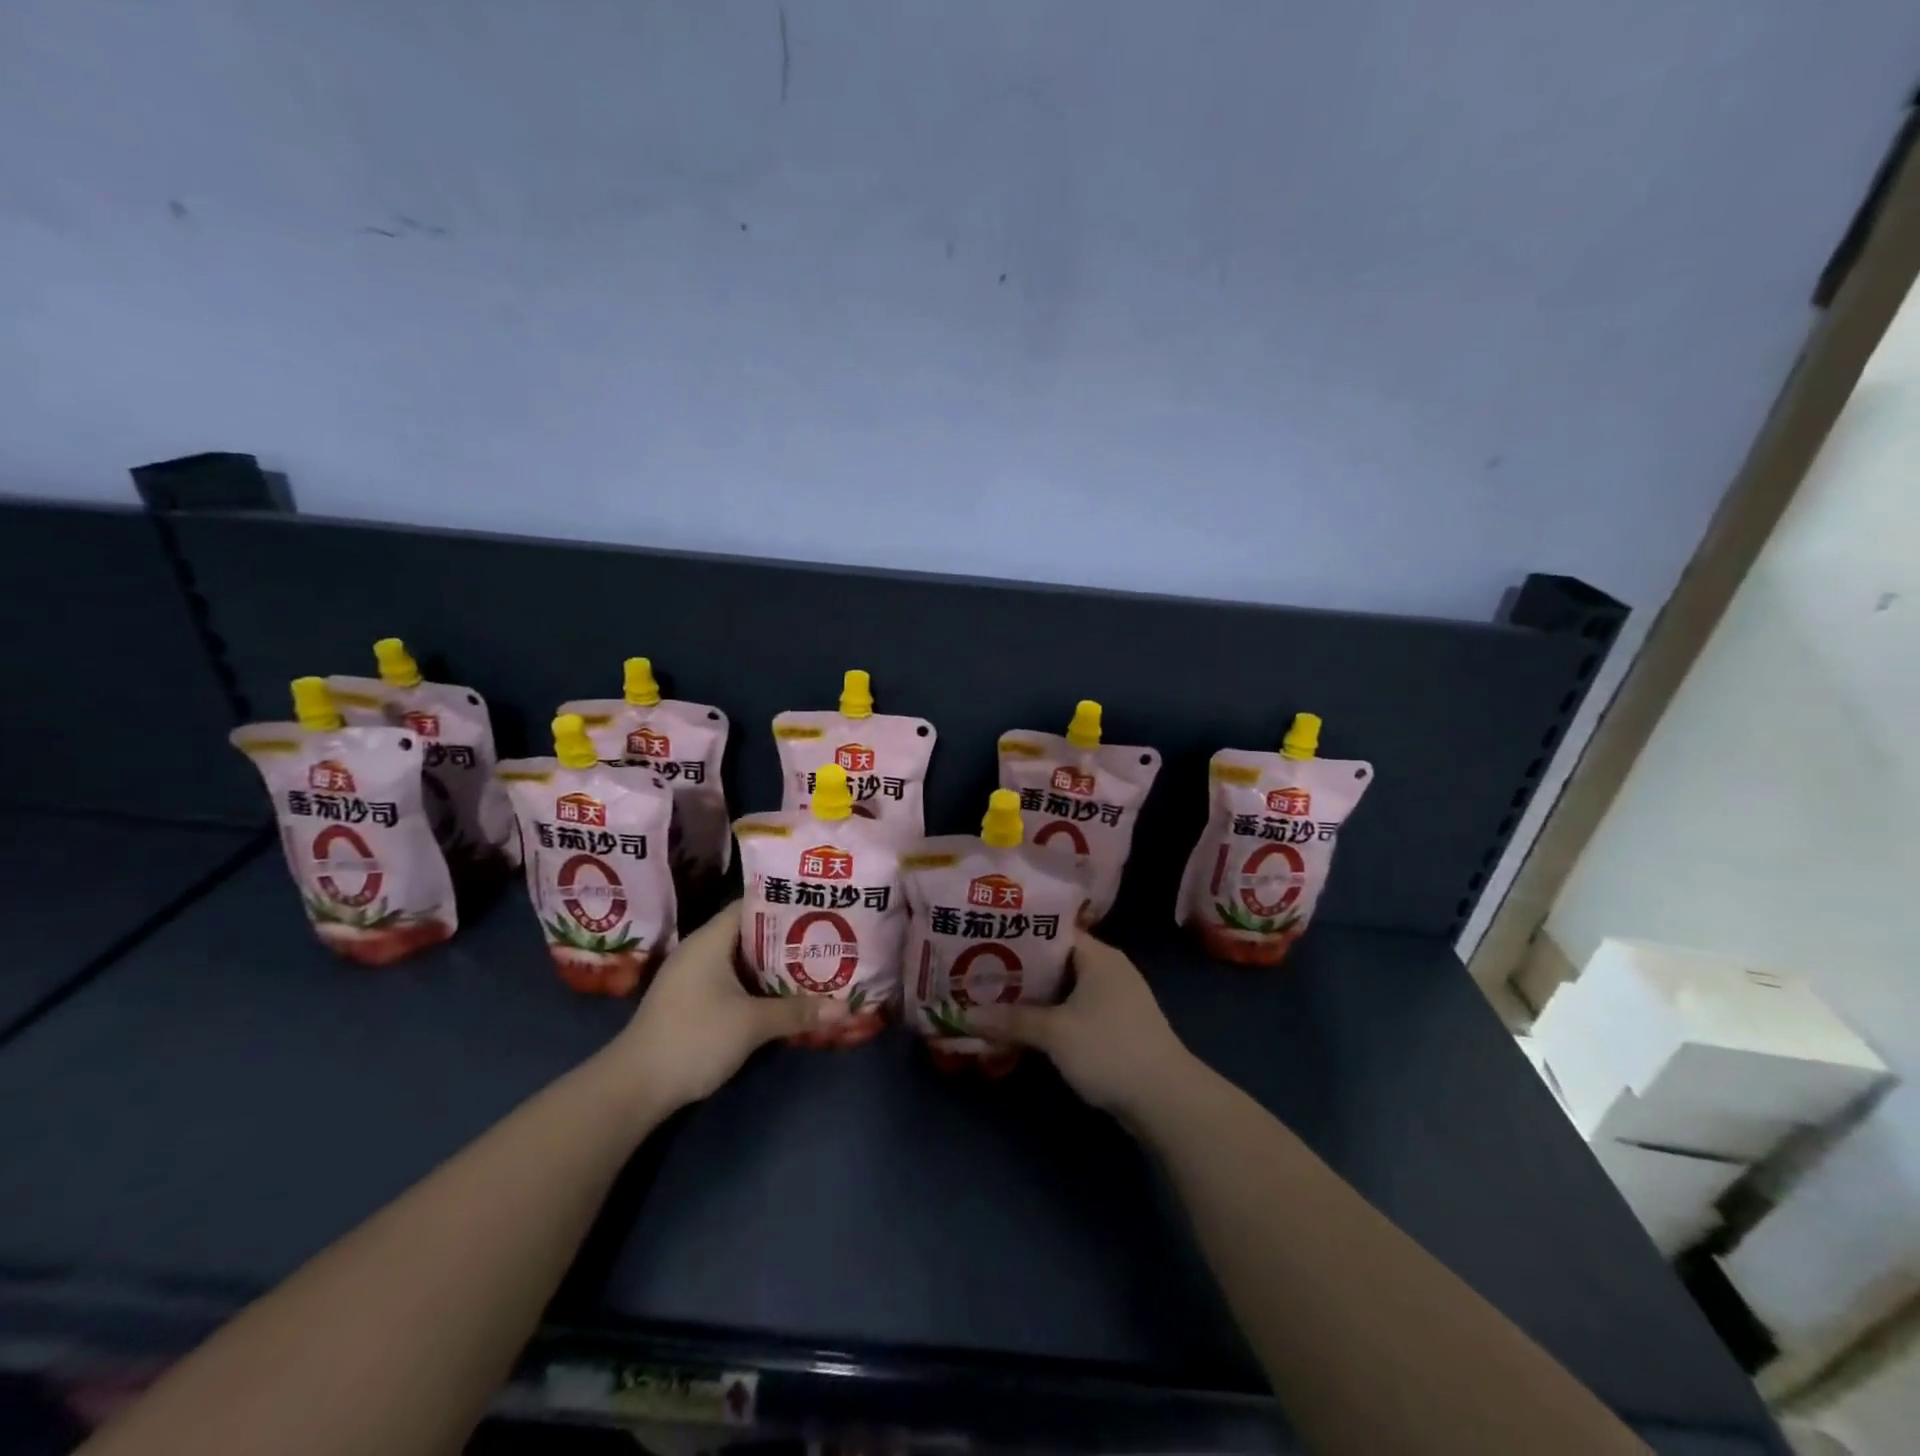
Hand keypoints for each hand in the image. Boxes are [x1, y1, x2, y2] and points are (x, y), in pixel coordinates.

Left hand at [608, 902, 844, 1113]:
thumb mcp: (751, 1023)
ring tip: (813, 963)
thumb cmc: (694, 1037)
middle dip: (787, 937)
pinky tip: (782, 994)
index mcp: (710, 939)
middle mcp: (700, 949)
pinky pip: (732, 980)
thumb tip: (844, 1008)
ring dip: (773, 963)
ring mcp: (693, 976)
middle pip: (750, 931)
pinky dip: (757, 983)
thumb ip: (797, 1012)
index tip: (819, 905)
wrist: (634, 1087)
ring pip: (742, 959)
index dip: (785, 903)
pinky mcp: (691, 1001)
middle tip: (827, 936)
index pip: (752, 904)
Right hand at [968, 932, 1197, 1117]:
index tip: (984, 935)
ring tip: (991, 995)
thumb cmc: (1109, 1048)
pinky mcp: (1115, 1027)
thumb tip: (963, 1015)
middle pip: (1055, 960)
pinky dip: (1050, 1015)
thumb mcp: (1054, 1032)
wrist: (1167, 1100)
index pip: (1052, 929)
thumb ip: (1010, 1020)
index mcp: (1098, 955)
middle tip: (977, 969)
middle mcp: (1108, 969)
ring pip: (1064, 988)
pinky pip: (1074, 1010)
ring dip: (1033, 995)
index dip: (1018, 932)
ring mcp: (1115, 999)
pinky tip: (1023, 1025)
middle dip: (1019, 967)